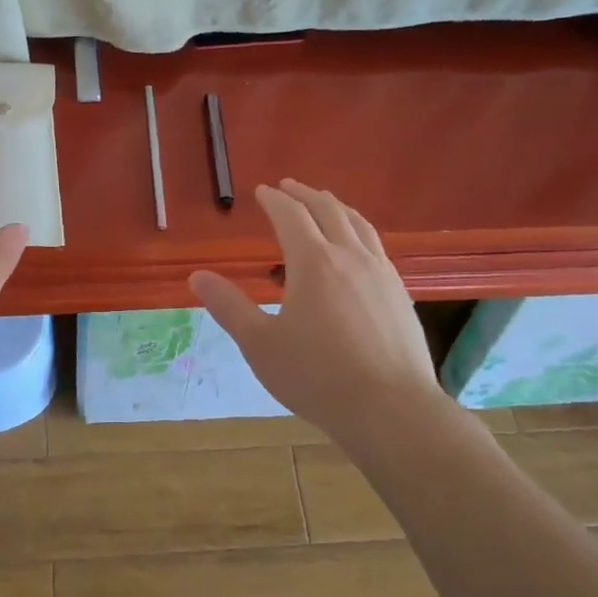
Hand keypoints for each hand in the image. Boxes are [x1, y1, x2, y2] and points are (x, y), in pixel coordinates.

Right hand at [189, 180, 441, 436]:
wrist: (390, 410)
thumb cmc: (317, 376)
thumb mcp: (260, 344)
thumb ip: (229, 306)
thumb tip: (197, 277)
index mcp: (314, 262)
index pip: (291, 216)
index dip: (274, 200)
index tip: (262, 191)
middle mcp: (350, 256)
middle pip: (328, 210)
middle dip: (306, 194)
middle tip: (290, 186)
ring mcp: (381, 274)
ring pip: (358, 225)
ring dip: (336, 207)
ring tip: (325, 204)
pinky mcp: (400, 294)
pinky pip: (376, 247)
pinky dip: (358, 232)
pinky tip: (356, 251)